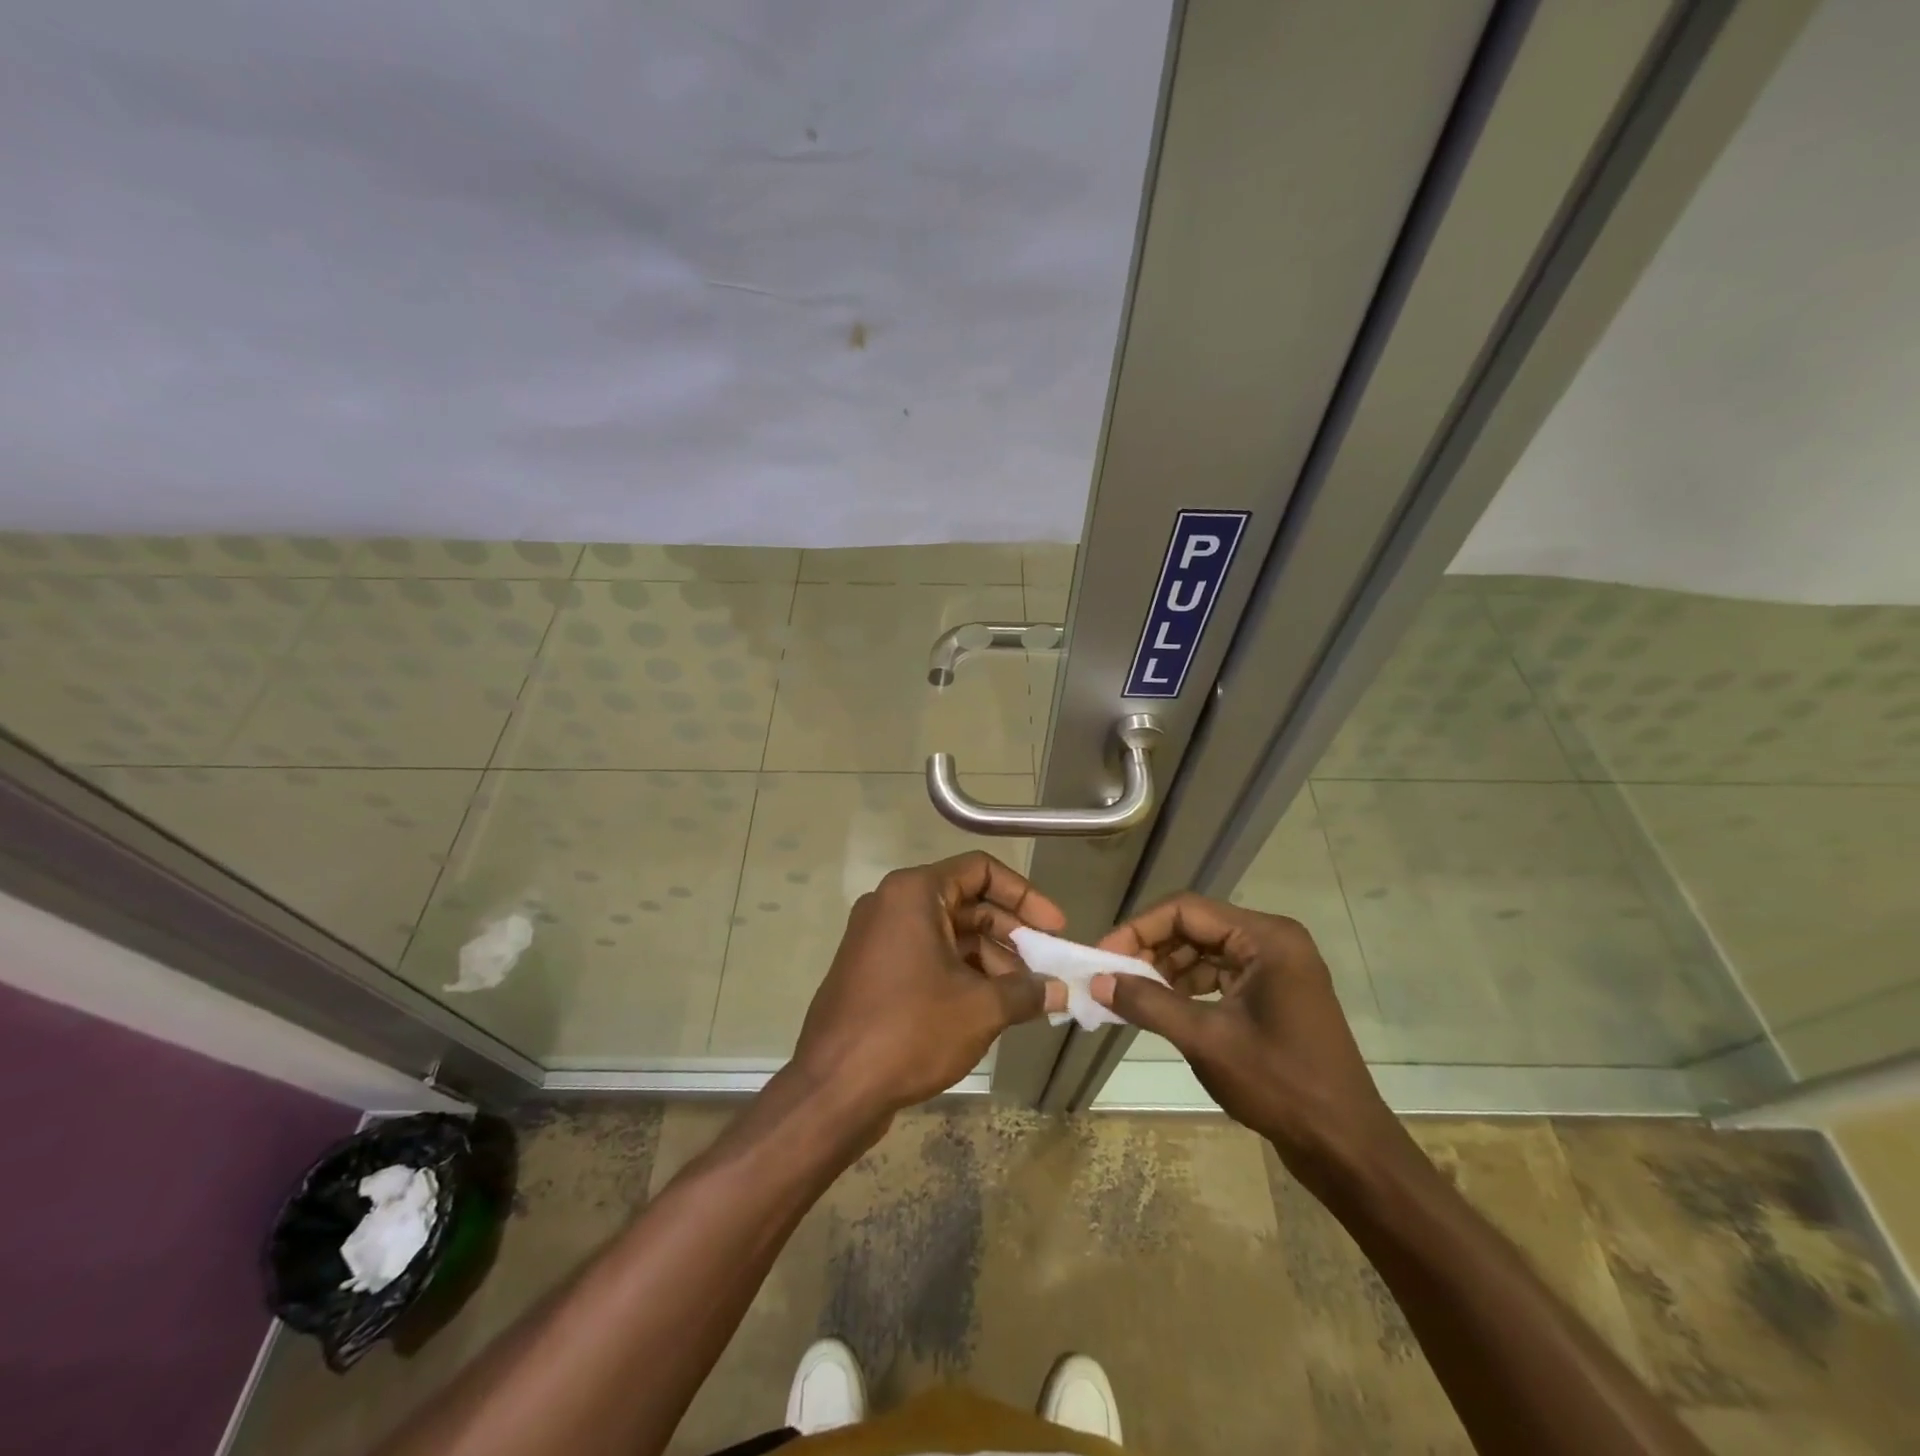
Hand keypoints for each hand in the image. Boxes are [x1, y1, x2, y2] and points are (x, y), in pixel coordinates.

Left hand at [792, 852, 1067, 1124]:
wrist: (834, 1088)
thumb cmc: (911, 1030)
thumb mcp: (980, 1008)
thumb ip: (1027, 991)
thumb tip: (1061, 991)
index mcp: (914, 893)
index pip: (981, 870)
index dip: (1025, 895)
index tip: (1056, 928)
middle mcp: (893, 905)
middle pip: (967, 902)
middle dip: (1012, 934)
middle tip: (1049, 966)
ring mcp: (879, 938)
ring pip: (949, 934)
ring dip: (991, 959)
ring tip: (1026, 997)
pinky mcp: (874, 971)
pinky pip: (929, 957)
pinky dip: (963, 974)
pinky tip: (992, 1007)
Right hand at [1093, 894, 1410, 1193]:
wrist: (1346, 1147)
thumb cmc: (1280, 1085)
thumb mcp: (1206, 1040)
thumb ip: (1148, 1003)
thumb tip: (1097, 981)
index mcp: (1266, 937)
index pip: (1186, 910)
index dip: (1139, 929)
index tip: (1103, 957)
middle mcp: (1273, 941)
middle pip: (1195, 926)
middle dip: (1150, 949)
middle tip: (1112, 977)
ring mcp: (1276, 967)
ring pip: (1204, 950)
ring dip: (1166, 969)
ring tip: (1131, 994)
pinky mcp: (1273, 993)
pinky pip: (1220, 975)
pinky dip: (1187, 987)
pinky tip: (1162, 1007)